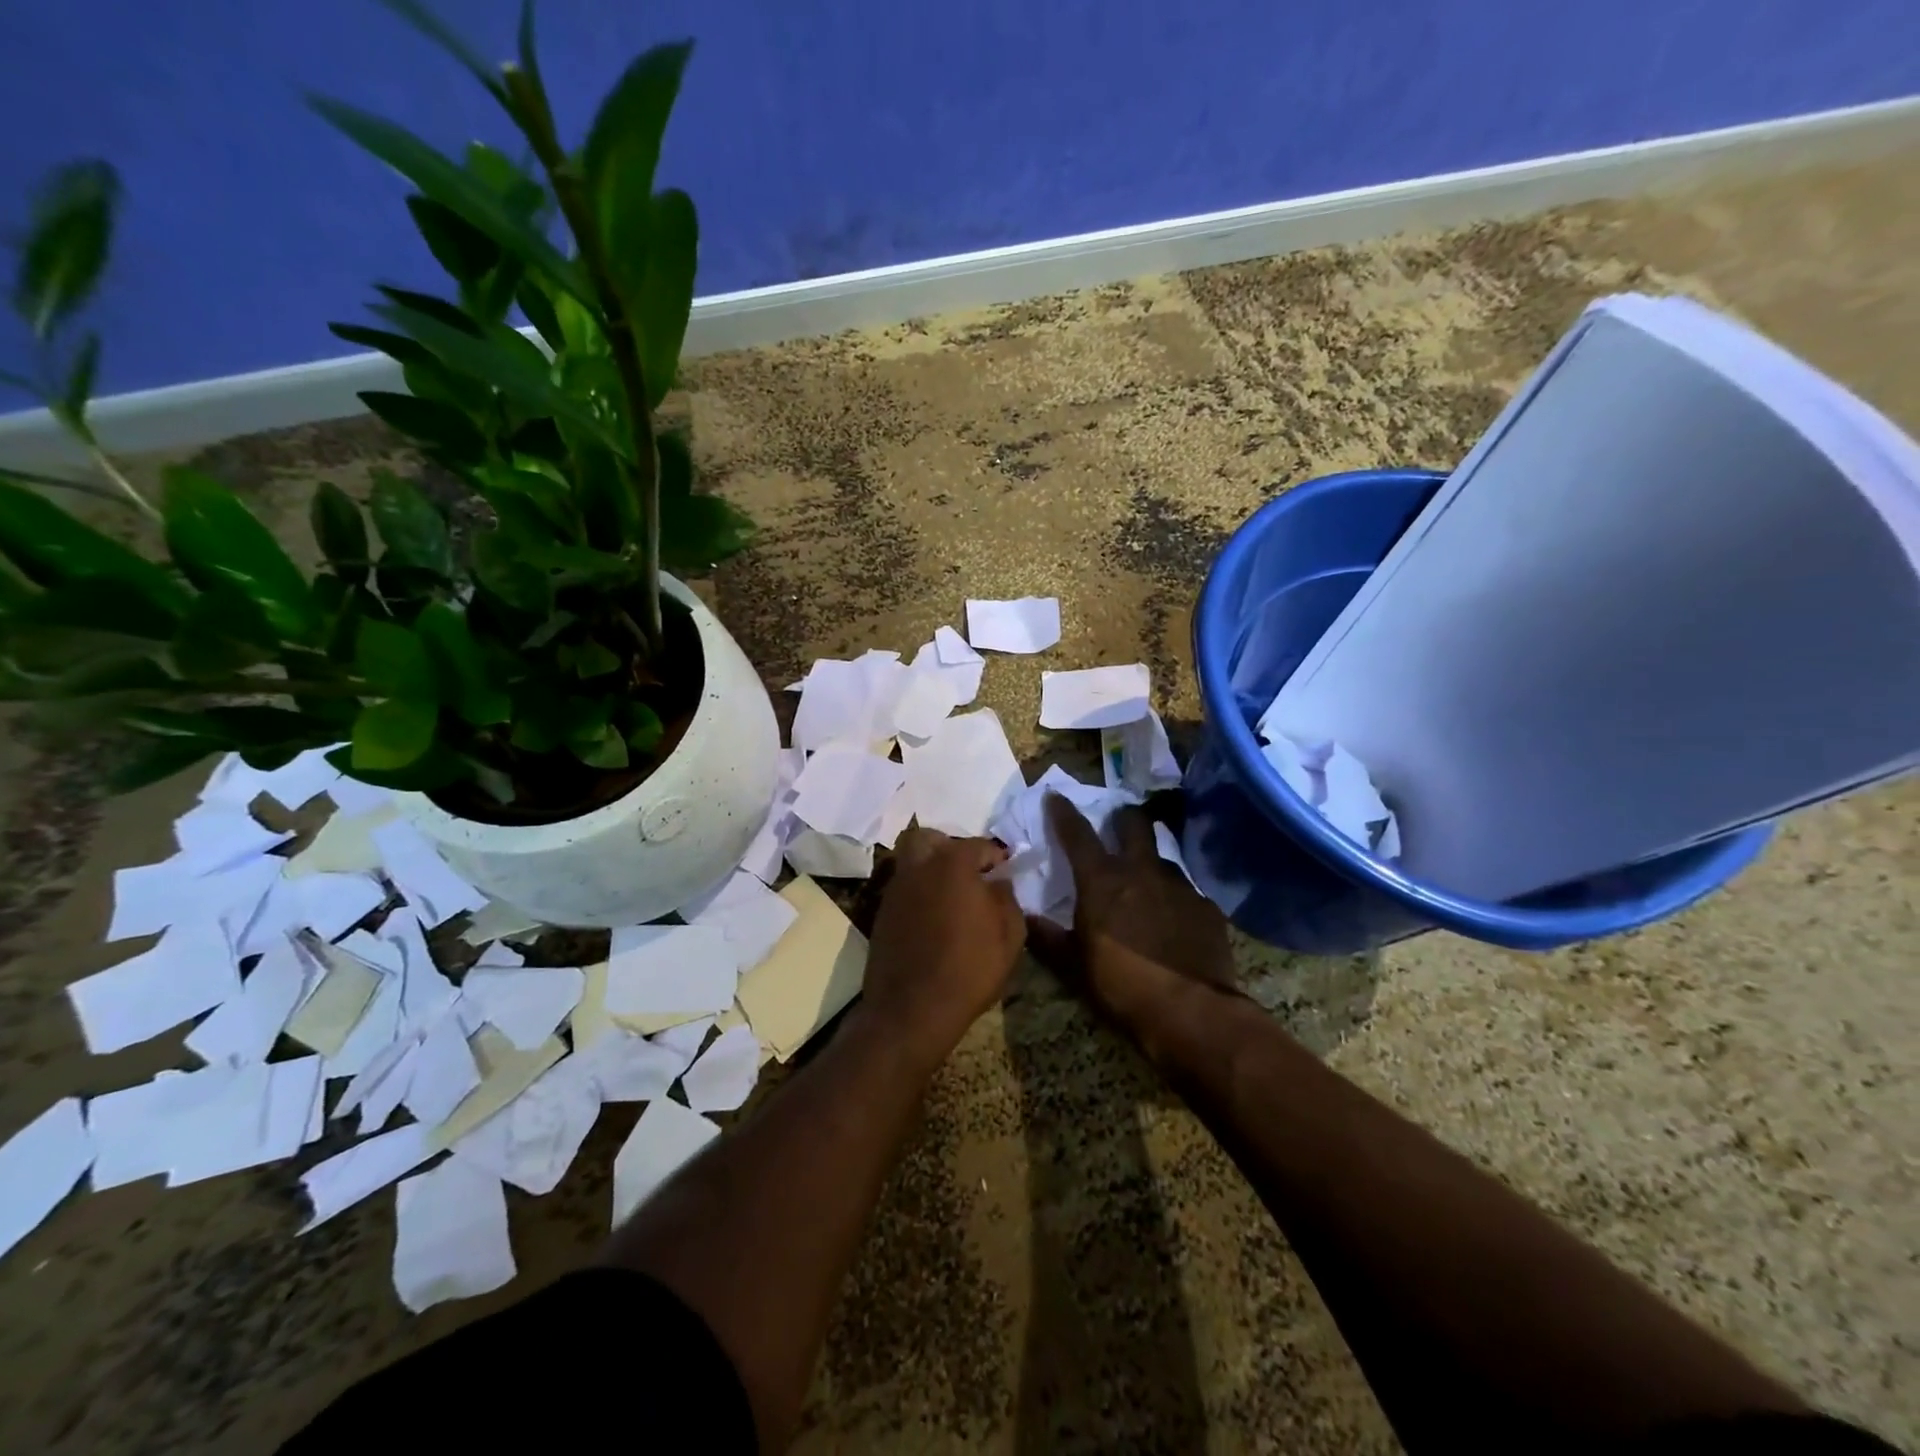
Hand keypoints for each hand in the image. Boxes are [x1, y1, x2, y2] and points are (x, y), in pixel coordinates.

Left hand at [863, 828, 1026, 1055]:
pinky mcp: (881, 913)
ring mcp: (895, 889)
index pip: (979, 845)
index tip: (1006, 871)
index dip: (996, 856)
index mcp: (952, 864)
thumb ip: (1008, 899)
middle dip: (950, 848)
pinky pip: (903, 889)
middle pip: (929, 839)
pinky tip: (933, 918)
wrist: (911, 1010)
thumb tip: (998, 883)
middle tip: (969, 873)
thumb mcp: (1010, 936)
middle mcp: (919, 867)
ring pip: (911, 861)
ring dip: (931, 870)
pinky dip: (918, 893)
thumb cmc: (969, 969)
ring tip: (951, 897)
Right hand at [1029, 793, 1236, 1023]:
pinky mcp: (1207, 907)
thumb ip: (1048, 938)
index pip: (1077, 834)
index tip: (1057, 796)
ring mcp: (1179, 886)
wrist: (1192, 1013)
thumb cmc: (1122, 986)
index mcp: (1102, 881)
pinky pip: (1186, 891)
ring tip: (1145, 882)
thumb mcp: (1073, 967)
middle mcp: (1141, 871)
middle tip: (1117, 825)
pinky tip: (1174, 918)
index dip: (1064, 812)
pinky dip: (1174, 897)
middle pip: (1134, 824)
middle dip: (1123, 818)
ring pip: (1162, 858)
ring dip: (1150, 862)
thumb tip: (1025, 917)